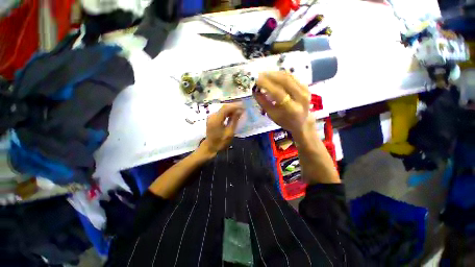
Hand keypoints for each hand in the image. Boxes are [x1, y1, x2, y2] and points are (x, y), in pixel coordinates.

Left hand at [198, 103, 243, 157]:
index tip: (243, 106)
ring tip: (240, 111)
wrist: (210, 146)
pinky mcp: (212, 118)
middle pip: (224, 107)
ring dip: (232, 109)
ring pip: (223, 109)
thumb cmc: (220, 142)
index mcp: (216, 120)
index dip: (235, 106)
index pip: (226, 108)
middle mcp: (212, 116)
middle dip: (234, 107)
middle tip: (243, 108)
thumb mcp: (230, 132)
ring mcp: (211, 116)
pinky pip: (221, 112)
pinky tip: (234, 115)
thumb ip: (234, 120)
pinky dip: (228, 113)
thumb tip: (240, 111)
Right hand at [254, 71, 310, 133]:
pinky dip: (280, 74)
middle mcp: (301, 97)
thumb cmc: (285, 121)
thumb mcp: (272, 115)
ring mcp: (305, 90)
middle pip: (284, 80)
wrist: (302, 122)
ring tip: (263, 74)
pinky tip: (272, 76)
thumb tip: (254, 90)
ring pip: (288, 76)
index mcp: (292, 108)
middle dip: (269, 75)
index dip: (266, 84)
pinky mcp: (305, 86)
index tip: (255, 80)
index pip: (277, 92)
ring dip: (274, 73)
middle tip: (258, 75)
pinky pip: (291, 76)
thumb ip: (263, 102)